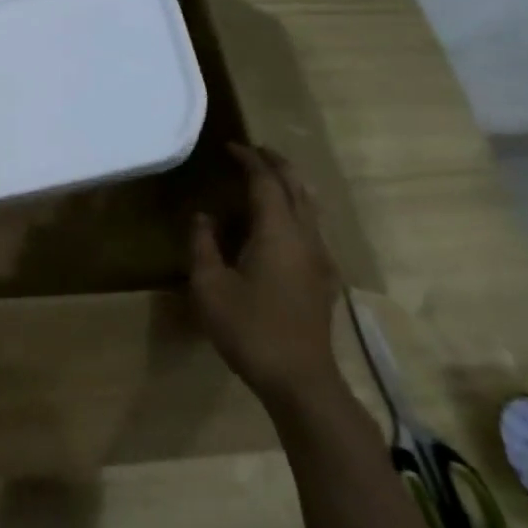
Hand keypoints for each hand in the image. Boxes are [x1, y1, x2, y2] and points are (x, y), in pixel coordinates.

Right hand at [190, 144, 343, 405]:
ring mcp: (320, 258)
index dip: (249, 160)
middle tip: (253, 151)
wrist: (300, 380)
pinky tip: (281, 222)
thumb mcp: (210, 286)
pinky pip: (312, 226)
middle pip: (296, 187)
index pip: (266, 182)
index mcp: (277, 233)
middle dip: (276, 164)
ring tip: (268, 177)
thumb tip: (203, 216)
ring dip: (289, 185)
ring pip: (310, 206)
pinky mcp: (324, 278)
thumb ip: (203, 245)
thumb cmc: (249, 329)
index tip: (230, 146)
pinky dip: (296, 208)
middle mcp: (305, 237)